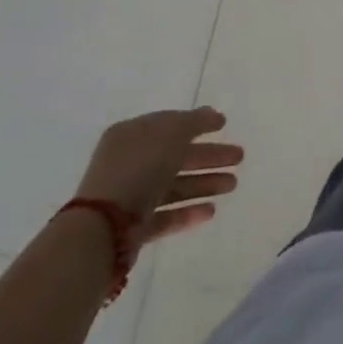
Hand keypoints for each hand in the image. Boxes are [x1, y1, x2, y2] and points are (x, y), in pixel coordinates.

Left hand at [75, 107, 242, 245]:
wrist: (103, 229)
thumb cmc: (139, 169)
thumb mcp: (171, 134)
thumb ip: (195, 121)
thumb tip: (212, 113)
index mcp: (132, 135)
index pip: (170, 124)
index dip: (198, 123)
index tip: (224, 125)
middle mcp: (129, 163)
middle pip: (176, 156)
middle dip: (208, 156)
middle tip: (239, 157)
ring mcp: (130, 197)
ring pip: (174, 186)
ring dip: (204, 183)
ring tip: (233, 185)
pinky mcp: (133, 228)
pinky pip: (165, 215)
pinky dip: (188, 212)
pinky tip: (211, 211)